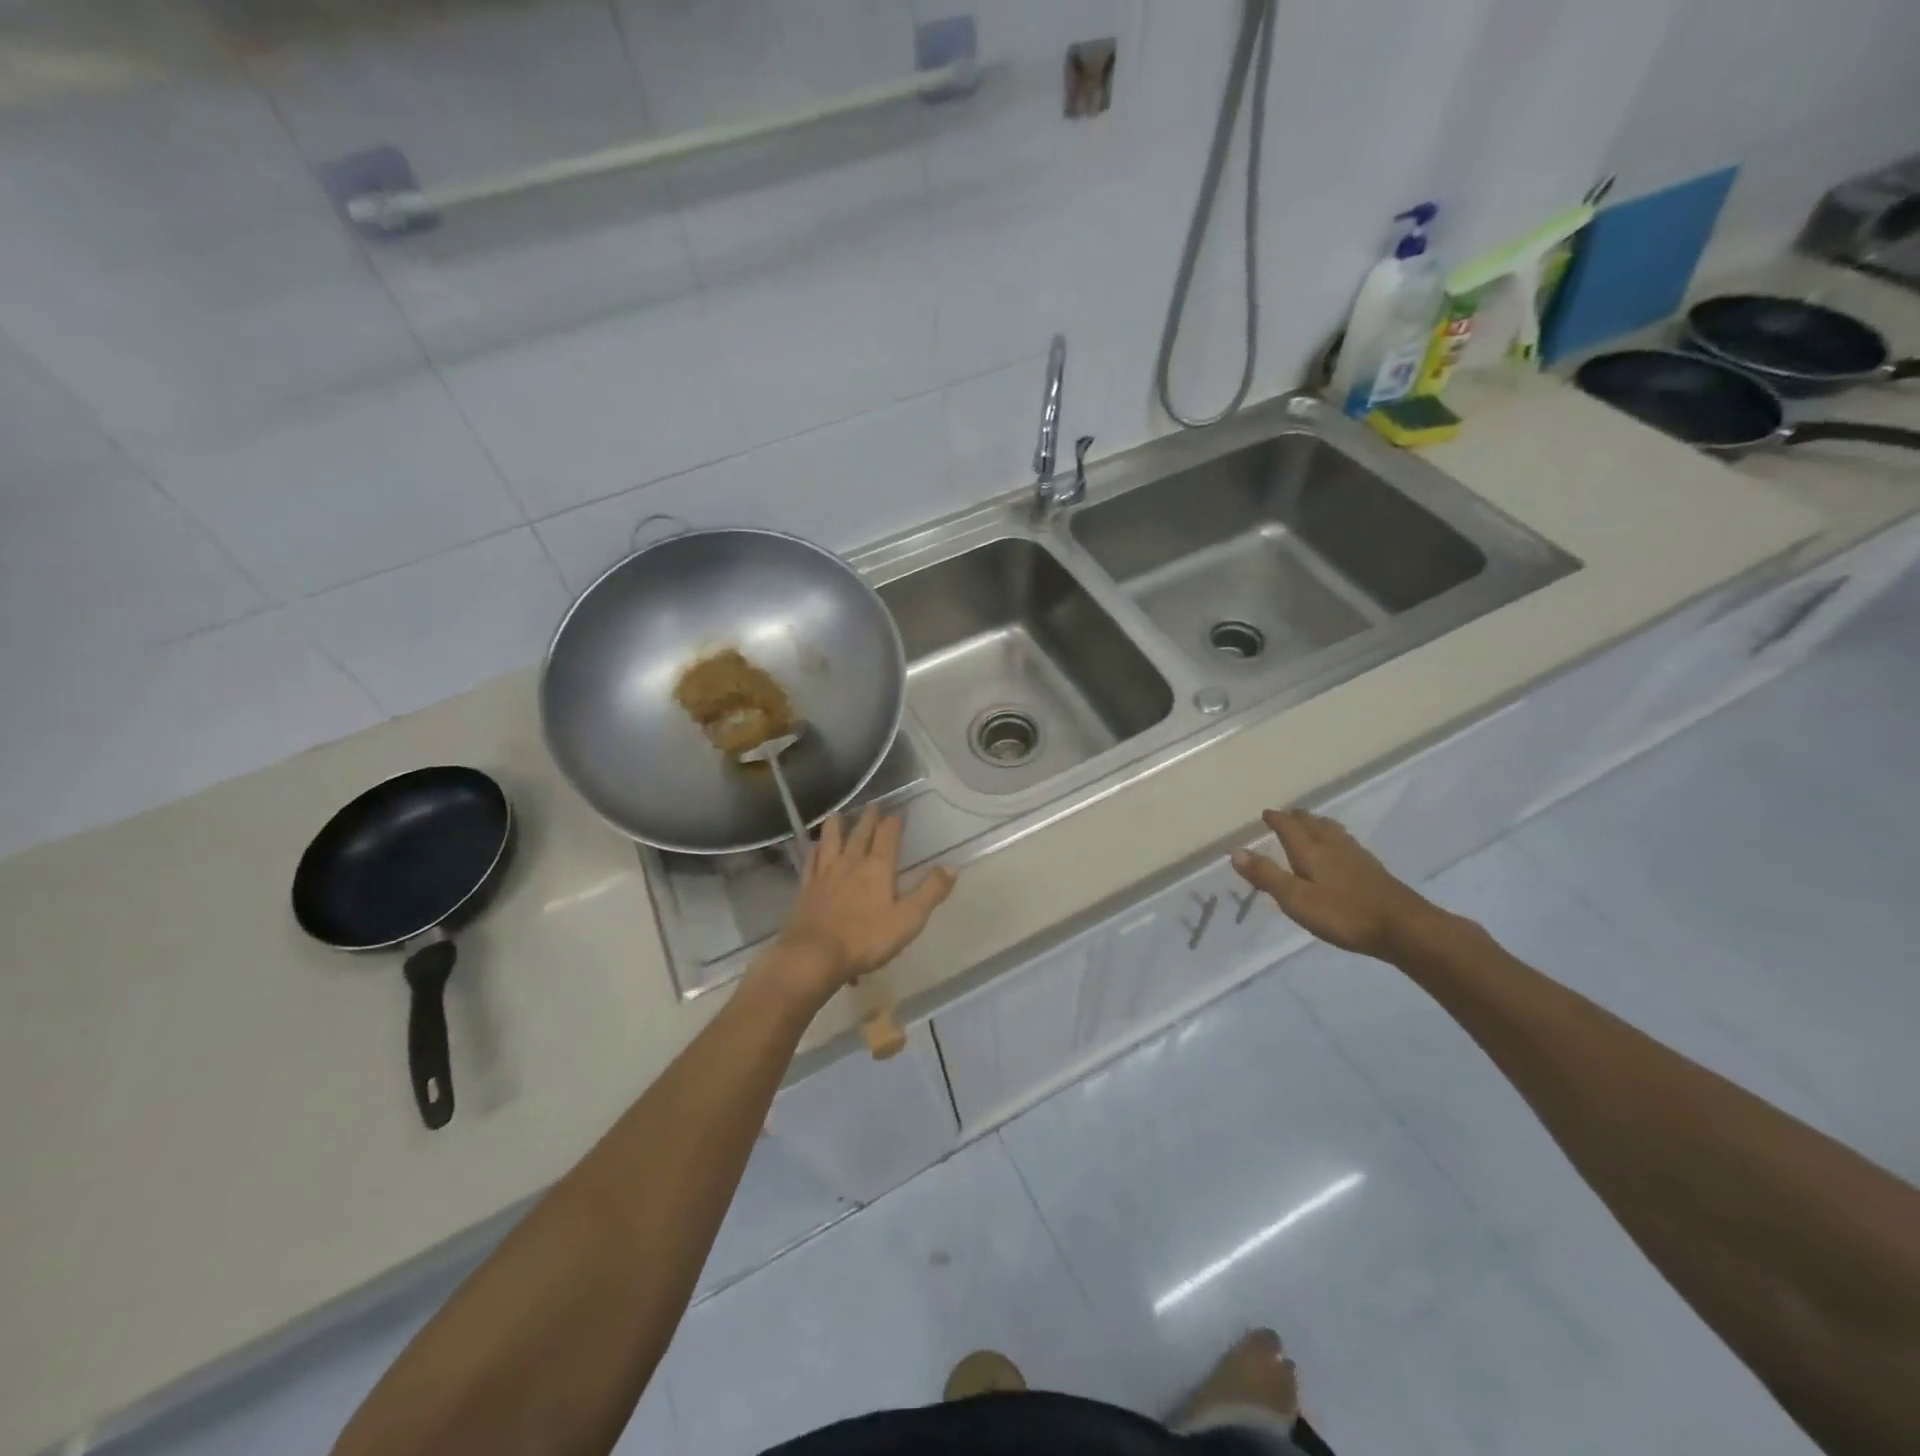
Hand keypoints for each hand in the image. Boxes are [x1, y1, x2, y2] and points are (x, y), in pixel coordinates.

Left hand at [756, 805, 956, 1010]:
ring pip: (831, 840)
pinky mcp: (807, 887)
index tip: (898, 814)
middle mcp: (851, 862)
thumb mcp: (908, 919)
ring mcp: (825, 873)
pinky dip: (816, 849)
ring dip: (836, 825)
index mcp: (878, 867)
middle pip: (860, 833)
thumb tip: (951, 868)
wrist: (815, 955)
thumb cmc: (866, 939)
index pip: (888, 836)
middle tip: (872, 805)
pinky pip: (812, 860)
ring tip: (838, 815)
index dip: (894, 822)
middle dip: (868, 818)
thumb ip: (930, 892)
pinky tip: (815, 848)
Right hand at [1230, 808, 1445, 960]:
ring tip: (1312, 823)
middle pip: (1313, 824)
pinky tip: (1341, 848)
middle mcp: (1333, 847)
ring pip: (1332, 831)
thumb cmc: (1344, 915)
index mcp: (1311, 851)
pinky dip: (1335, 837)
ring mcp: (1356, 856)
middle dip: (1297, 817)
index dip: (1276, 819)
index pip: (1289, 827)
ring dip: (1318, 823)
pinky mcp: (1373, 869)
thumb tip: (1235, 851)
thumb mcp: (1296, 899)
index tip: (1266, 813)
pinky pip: (1347, 842)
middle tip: (1286, 814)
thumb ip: (1267, 876)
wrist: (1404, 928)